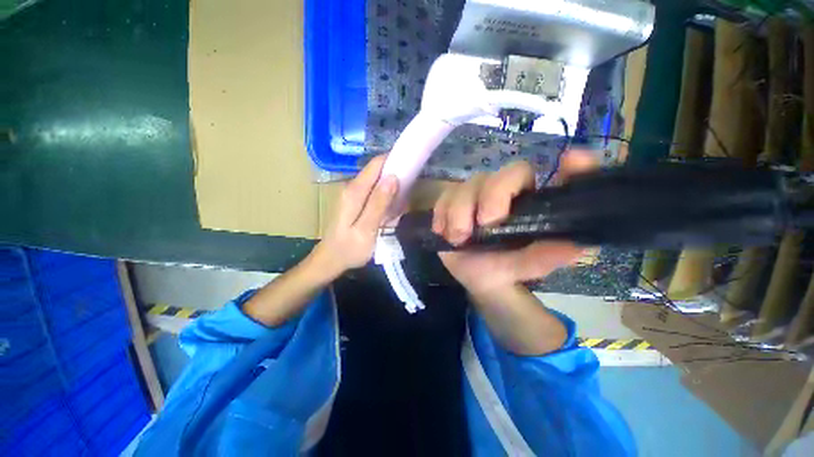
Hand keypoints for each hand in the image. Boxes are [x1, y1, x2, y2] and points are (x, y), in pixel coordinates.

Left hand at [312, 155, 397, 277]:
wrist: (330, 261)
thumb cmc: (349, 249)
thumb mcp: (366, 229)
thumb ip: (378, 203)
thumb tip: (392, 177)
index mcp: (354, 192)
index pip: (376, 164)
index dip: (394, 161)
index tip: (412, 167)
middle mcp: (353, 188)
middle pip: (378, 172)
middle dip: (396, 179)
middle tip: (408, 195)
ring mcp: (354, 195)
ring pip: (379, 184)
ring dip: (392, 192)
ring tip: (400, 209)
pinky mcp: (356, 202)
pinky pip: (376, 195)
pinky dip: (386, 201)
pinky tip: (390, 216)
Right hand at [433, 151, 597, 293]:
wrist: (473, 275)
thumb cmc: (504, 269)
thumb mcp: (524, 268)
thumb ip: (543, 258)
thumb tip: (572, 247)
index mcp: (536, 204)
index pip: (562, 176)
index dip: (573, 166)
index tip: (573, 161)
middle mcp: (511, 192)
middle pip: (506, 173)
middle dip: (492, 196)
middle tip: (484, 224)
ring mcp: (480, 193)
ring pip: (470, 184)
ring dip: (460, 211)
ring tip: (458, 239)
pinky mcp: (454, 199)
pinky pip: (445, 196)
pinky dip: (442, 213)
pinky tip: (443, 231)